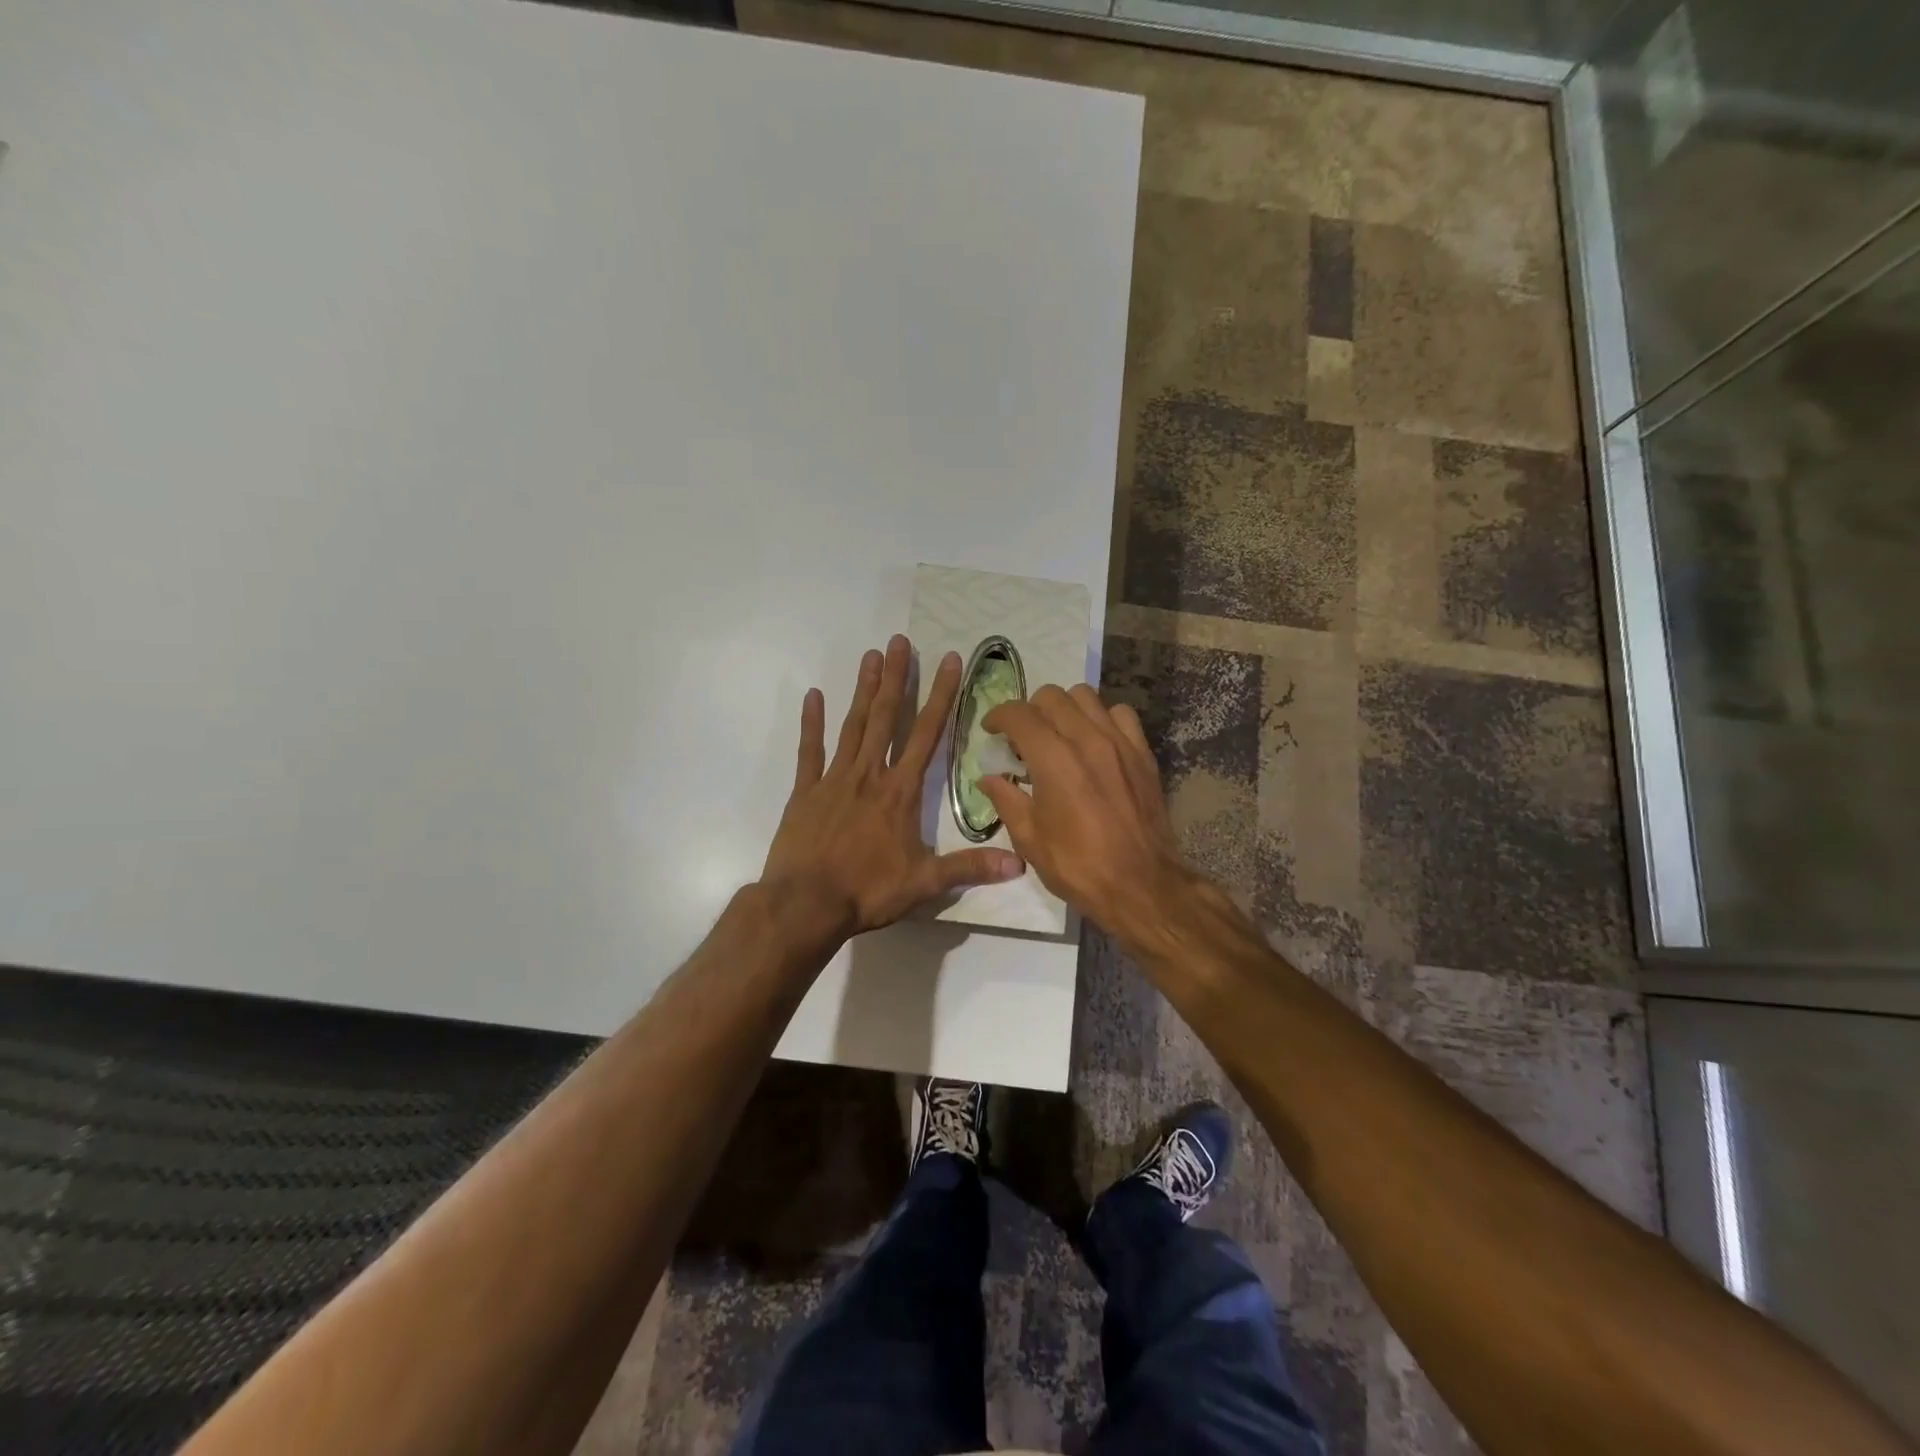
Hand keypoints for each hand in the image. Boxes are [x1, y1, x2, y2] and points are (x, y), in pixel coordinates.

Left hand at [761, 635, 1025, 943]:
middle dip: (897, 678)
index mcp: (900, 792)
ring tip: (871, 655)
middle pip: (886, 718)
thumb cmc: (867, 891)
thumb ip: (970, 868)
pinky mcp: (805, 792)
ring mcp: (834, 780)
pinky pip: (810, 751)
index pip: (926, 735)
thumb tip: (1020, 864)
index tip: (948, 661)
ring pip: (852, 725)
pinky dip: (811, 723)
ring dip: (864, 690)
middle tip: (900, 641)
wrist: (806, 904)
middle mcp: (869, 775)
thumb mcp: (925, 883)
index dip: (941, 696)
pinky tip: (814, 695)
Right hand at [979, 685, 1190, 942]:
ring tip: (1059, 734)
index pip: (1019, 714)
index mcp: (1053, 760)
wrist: (1141, 885)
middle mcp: (1087, 739)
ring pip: (1086, 696)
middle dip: (1029, 710)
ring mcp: (1119, 743)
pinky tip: (1095, 741)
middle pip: (1051, 696)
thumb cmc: (1078, 866)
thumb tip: (989, 779)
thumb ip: (1006, 800)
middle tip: (1023, 738)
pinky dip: (1102, 718)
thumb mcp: (1030, 839)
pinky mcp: (1142, 753)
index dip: (998, 716)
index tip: (991, 730)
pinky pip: (1121, 714)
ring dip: (1065, 709)